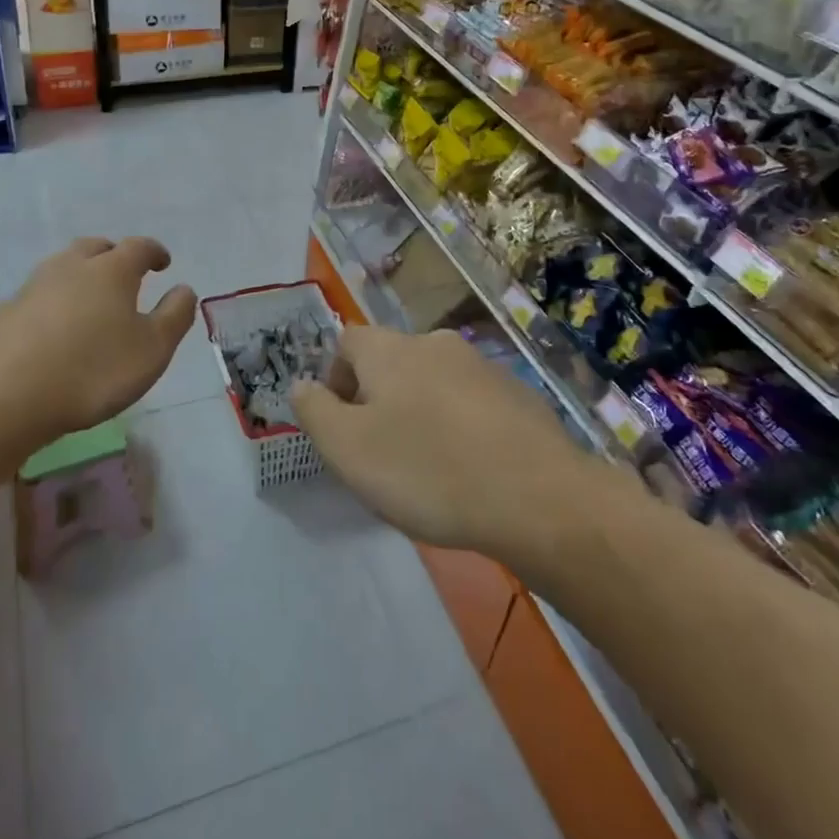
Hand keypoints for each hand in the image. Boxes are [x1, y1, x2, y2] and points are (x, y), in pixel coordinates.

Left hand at [0, 237, 195, 456]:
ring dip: (80, 276)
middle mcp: (70, 267)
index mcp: (111, 271)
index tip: (163, 263)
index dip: (154, 252)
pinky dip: (51, 304)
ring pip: (62, 268)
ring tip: (90, 303)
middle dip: (113, 255)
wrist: (4, 398)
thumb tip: (184, 289)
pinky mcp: (3, 313)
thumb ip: (174, 316)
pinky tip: (52, 330)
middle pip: (95, 248)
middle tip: (125, 276)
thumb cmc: (92, 372)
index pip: (139, 247)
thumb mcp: (152, 350)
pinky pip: (36, 297)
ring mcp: (32, 287)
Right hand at [291, 326, 591, 555]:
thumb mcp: (348, 449)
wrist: (538, 497)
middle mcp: (435, 344)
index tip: (342, 425)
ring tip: (427, 467)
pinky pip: (471, 403)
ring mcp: (482, 366)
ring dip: (420, 412)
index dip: (335, 379)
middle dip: (377, 399)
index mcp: (390, 349)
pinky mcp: (518, 395)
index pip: (347, 342)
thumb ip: (314, 411)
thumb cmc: (427, 469)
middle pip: (391, 361)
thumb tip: (301, 385)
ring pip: (433, 382)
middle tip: (379, 452)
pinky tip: (471, 469)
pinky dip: (460, 425)